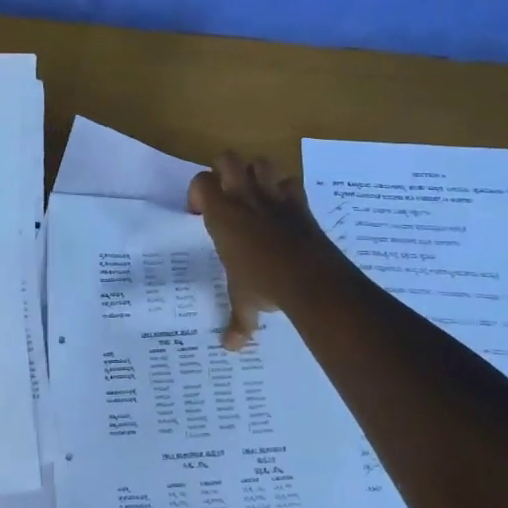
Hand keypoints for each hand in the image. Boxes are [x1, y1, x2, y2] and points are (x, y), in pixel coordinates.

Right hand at [189, 153, 344, 349]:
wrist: (309, 279)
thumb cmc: (263, 284)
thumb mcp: (244, 302)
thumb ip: (237, 322)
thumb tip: (230, 348)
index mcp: (221, 215)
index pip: (201, 182)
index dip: (198, 192)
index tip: (200, 213)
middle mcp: (245, 199)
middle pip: (228, 159)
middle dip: (224, 171)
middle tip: (226, 196)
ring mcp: (275, 198)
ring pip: (261, 163)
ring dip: (256, 173)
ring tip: (254, 196)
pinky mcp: (301, 204)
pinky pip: (292, 183)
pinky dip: (287, 190)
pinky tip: (284, 207)